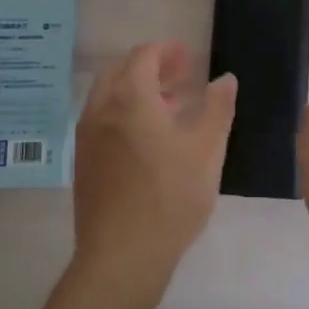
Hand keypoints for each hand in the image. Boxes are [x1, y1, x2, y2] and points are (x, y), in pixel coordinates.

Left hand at [71, 41, 237, 300]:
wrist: (121, 256)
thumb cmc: (170, 197)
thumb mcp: (207, 150)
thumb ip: (217, 108)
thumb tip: (225, 79)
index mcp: (130, 98)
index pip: (143, 56)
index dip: (167, 52)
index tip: (190, 59)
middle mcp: (101, 109)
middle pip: (120, 70)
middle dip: (151, 66)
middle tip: (180, 77)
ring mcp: (87, 136)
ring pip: (109, 95)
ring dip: (136, 89)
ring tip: (169, 106)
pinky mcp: (83, 161)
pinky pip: (102, 119)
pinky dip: (123, 112)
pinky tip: (147, 138)